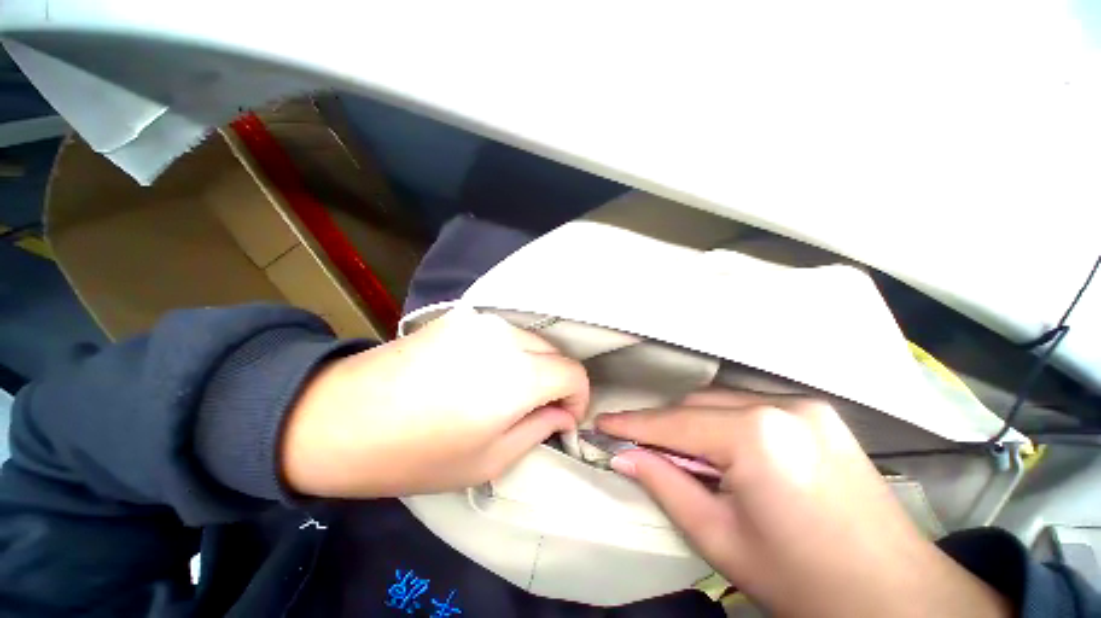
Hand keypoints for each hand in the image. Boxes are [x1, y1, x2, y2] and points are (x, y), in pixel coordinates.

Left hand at [281, 307, 588, 497]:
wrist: (342, 417)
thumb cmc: (418, 454)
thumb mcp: (490, 460)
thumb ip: (539, 430)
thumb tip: (563, 415)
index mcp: (519, 376)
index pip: (574, 373)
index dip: (578, 398)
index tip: (565, 418)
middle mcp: (507, 337)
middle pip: (556, 353)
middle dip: (557, 382)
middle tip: (539, 409)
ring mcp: (483, 322)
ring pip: (533, 340)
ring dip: (535, 365)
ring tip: (511, 391)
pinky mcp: (463, 317)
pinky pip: (505, 333)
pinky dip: (511, 352)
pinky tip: (487, 371)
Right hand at [597, 390, 1009, 617]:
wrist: (898, 598)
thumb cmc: (805, 582)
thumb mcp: (722, 540)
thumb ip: (667, 485)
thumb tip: (624, 455)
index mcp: (756, 437)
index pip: (673, 423)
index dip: (632, 424)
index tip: (602, 423)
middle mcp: (780, 405)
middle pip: (697, 405)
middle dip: (664, 426)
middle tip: (641, 448)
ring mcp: (804, 404)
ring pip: (721, 401)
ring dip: (693, 423)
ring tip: (684, 454)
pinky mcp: (817, 411)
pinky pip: (749, 405)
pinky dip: (724, 422)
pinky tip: (725, 449)